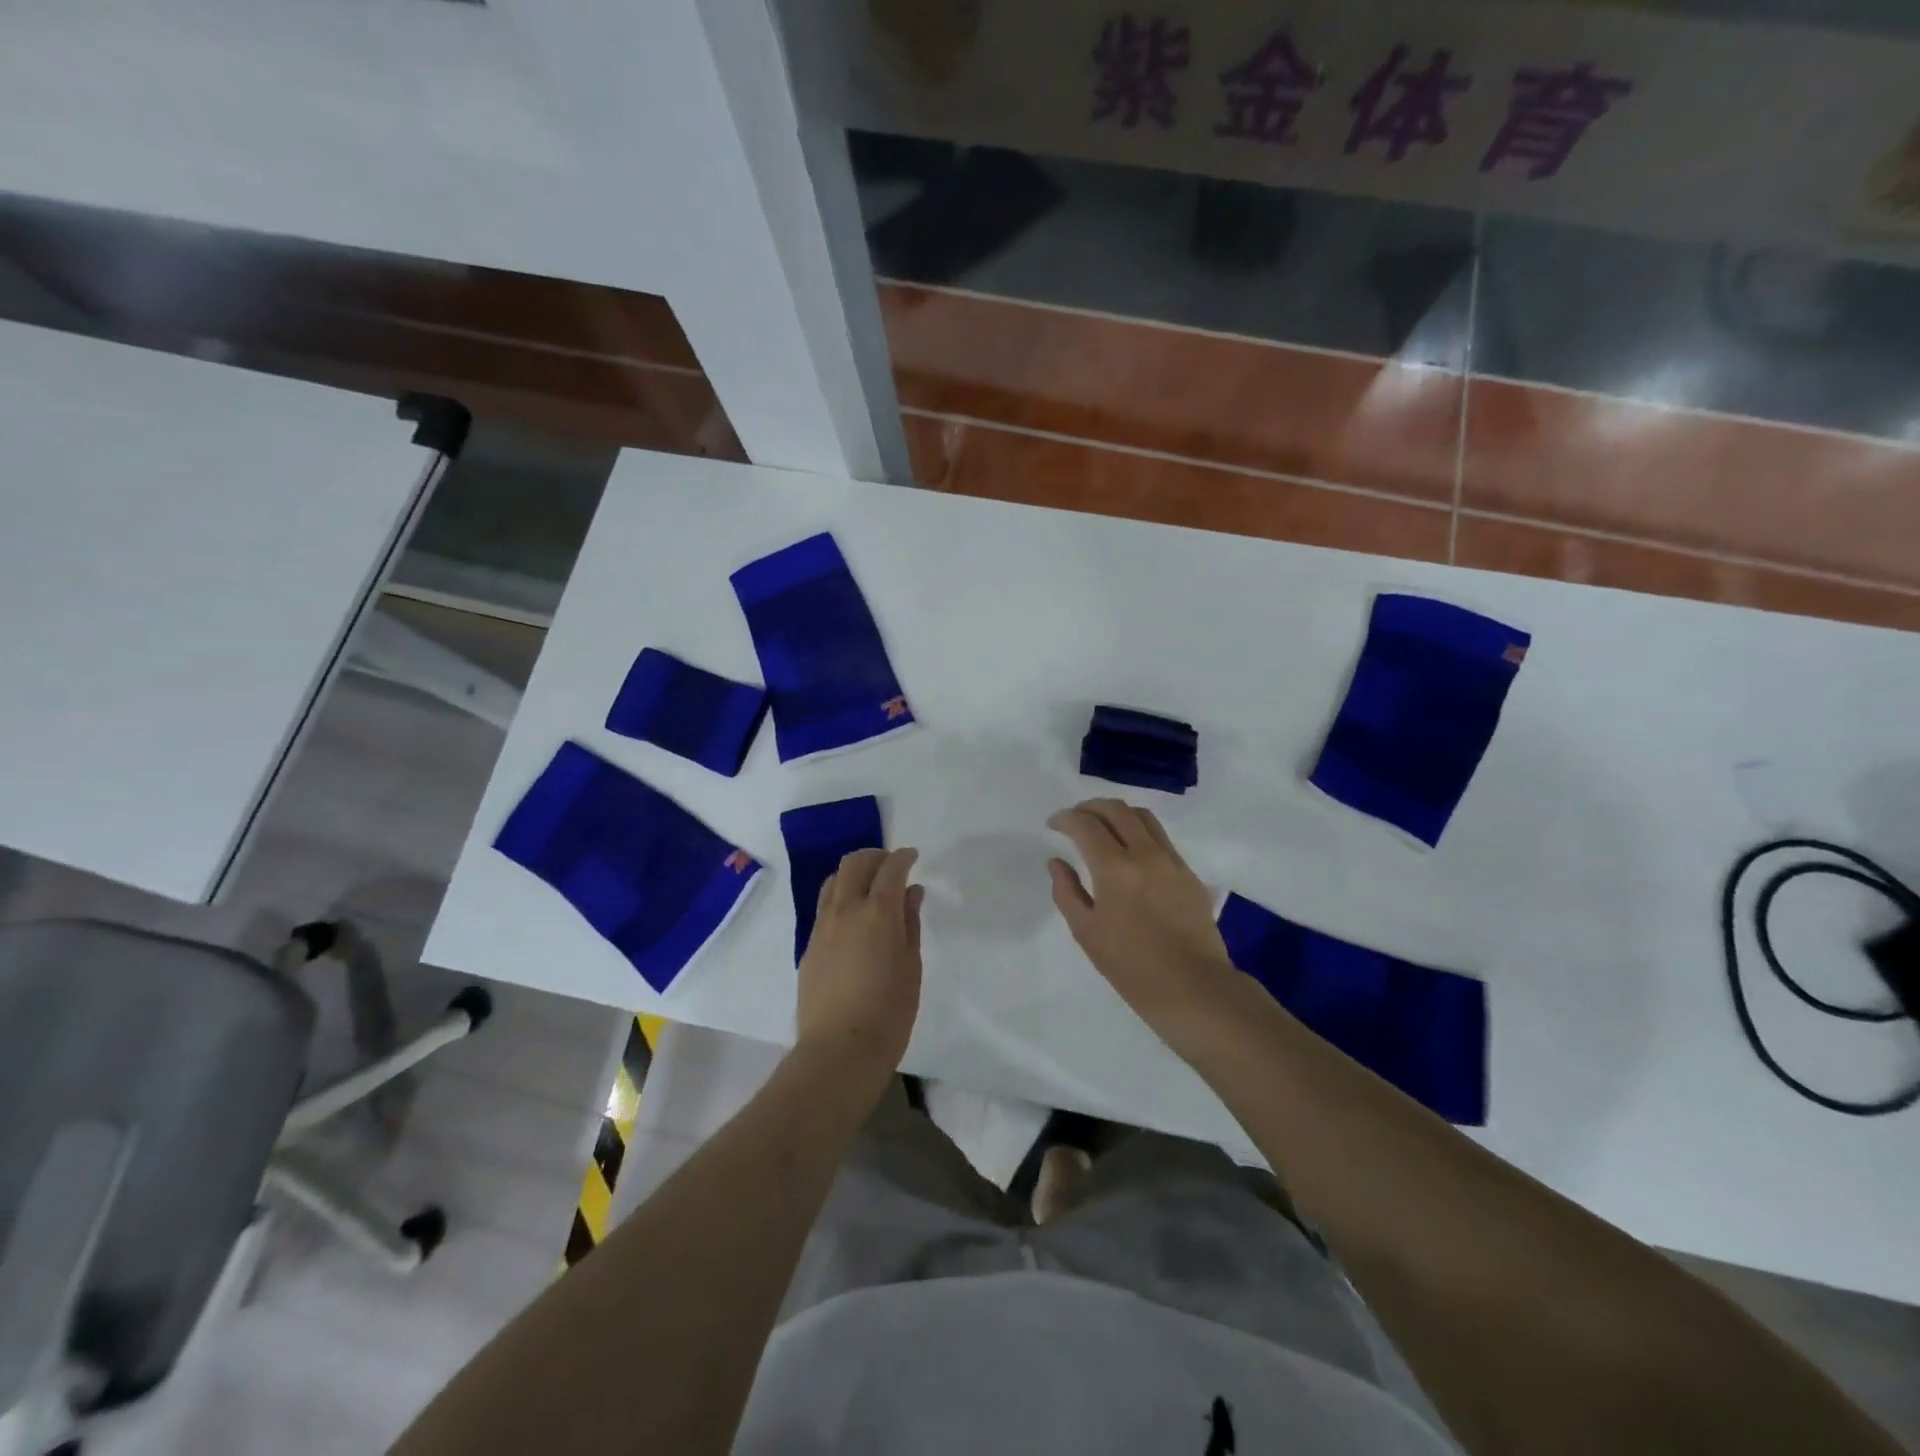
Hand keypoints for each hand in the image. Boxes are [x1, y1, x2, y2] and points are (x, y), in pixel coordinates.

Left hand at [795, 847, 923, 1083]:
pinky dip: (840, 897)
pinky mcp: (809, 945)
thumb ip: (909, 922)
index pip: (891, 868)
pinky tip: (853, 918)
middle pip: (854, 863)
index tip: (913, 857)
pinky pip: (824, 906)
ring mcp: (822, 926)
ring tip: (870, 888)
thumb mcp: (911, 965)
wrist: (839, 1050)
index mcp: (878, 912)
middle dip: (875, 857)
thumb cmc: (889, 1011)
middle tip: (891, 866)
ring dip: (853, 874)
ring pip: (833, 881)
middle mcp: (846, 909)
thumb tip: (911, 892)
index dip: (903, 857)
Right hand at [1048, 799, 1245, 1048]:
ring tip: (1102, 826)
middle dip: (1090, 807)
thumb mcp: (1086, 932)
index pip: (1086, 824)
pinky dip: (1138, 830)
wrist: (1193, 988)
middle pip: (1116, 809)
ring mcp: (1172, 860)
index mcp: (1116, 868)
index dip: (1065, 818)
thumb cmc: (1131, 966)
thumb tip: (1057, 862)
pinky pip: (1160, 836)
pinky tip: (1129, 850)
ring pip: (1142, 816)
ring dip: (1116, 813)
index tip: (1053, 825)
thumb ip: (1066, 891)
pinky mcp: (1188, 872)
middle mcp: (1146, 853)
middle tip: (1074, 819)